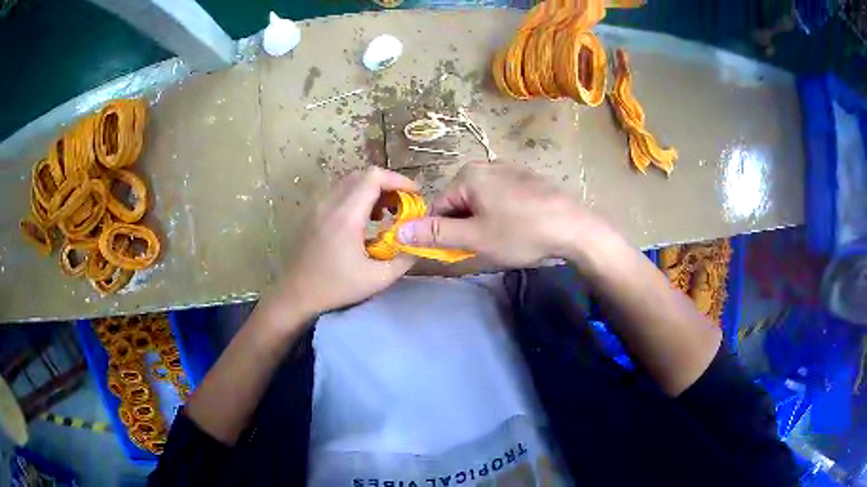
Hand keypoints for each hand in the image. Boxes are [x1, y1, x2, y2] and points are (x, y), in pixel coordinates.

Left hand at [277, 167, 417, 317]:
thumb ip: (404, 259)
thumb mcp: (378, 279)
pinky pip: (339, 193)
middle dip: (388, 185)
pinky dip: (357, 198)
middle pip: (363, 175)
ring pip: (351, 182)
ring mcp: (319, 206)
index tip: (415, 195)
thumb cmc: (335, 288)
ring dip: (372, 191)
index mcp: (346, 215)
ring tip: (385, 213)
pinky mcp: (313, 213)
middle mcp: (330, 203)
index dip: (399, 180)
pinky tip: (364, 221)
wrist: (296, 295)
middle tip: (403, 205)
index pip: (374, 177)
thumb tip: (419, 243)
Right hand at [398, 162, 603, 266]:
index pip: (439, 206)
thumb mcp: (475, 237)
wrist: (574, 228)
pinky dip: (505, 214)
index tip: (459, 250)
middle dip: (467, 226)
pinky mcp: (528, 179)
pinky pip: (504, 197)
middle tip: (486, 246)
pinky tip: (521, 228)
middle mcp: (487, 165)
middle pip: (461, 202)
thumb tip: (398, 231)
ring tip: (506, 239)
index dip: (444, 232)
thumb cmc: (521, 233)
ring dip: (486, 222)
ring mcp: (511, 170)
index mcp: (469, 174)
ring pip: (483, 201)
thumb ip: (436, 234)